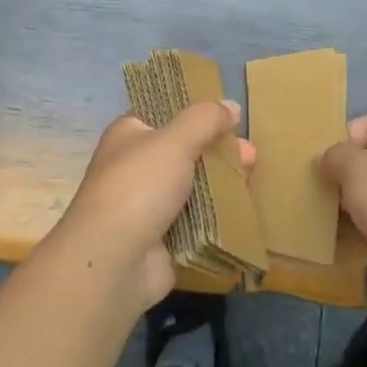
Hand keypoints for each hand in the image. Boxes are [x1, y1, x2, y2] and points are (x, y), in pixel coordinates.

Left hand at [52, 100, 252, 308]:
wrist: (115, 261)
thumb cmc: (139, 186)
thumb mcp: (175, 140)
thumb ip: (205, 119)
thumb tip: (231, 105)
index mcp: (129, 135)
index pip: (164, 114)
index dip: (196, 113)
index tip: (228, 117)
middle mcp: (134, 166)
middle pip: (184, 151)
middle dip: (217, 151)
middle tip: (250, 154)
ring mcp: (147, 205)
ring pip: (192, 187)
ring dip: (221, 184)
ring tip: (251, 179)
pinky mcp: (162, 239)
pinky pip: (195, 220)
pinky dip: (216, 216)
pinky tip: (243, 210)